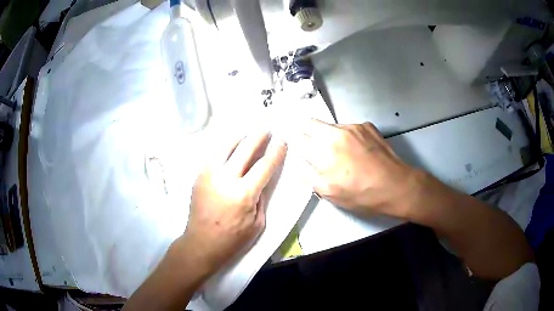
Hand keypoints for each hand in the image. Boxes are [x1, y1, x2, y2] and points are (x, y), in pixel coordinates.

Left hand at [181, 132, 286, 274]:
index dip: (276, 152)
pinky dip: (225, 148)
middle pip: (245, 149)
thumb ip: (261, 198)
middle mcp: (225, 179)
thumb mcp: (258, 223)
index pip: (264, 165)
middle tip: (266, 130)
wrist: (201, 243)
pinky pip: (214, 155)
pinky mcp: (199, 176)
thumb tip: (262, 179)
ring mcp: (209, 175)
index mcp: (243, 194)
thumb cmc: (233, 239)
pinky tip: (231, 149)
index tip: (282, 141)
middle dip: (259, 137)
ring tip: (247, 135)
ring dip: (240, 138)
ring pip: (226, 146)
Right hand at [299, 119, 420, 217]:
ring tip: (342, 154)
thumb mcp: (330, 193)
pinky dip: (346, 136)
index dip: (300, 148)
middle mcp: (335, 133)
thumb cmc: (362, 194)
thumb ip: (308, 175)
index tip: (304, 155)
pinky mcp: (366, 126)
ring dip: (329, 136)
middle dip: (309, 135)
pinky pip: (348, 127)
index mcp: (324, 152)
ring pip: (330, 126)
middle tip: (318, 151)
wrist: (396, 185)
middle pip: (310, 124)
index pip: (299, 140)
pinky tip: (358, 151)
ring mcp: (353, 127)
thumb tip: (298, 162)